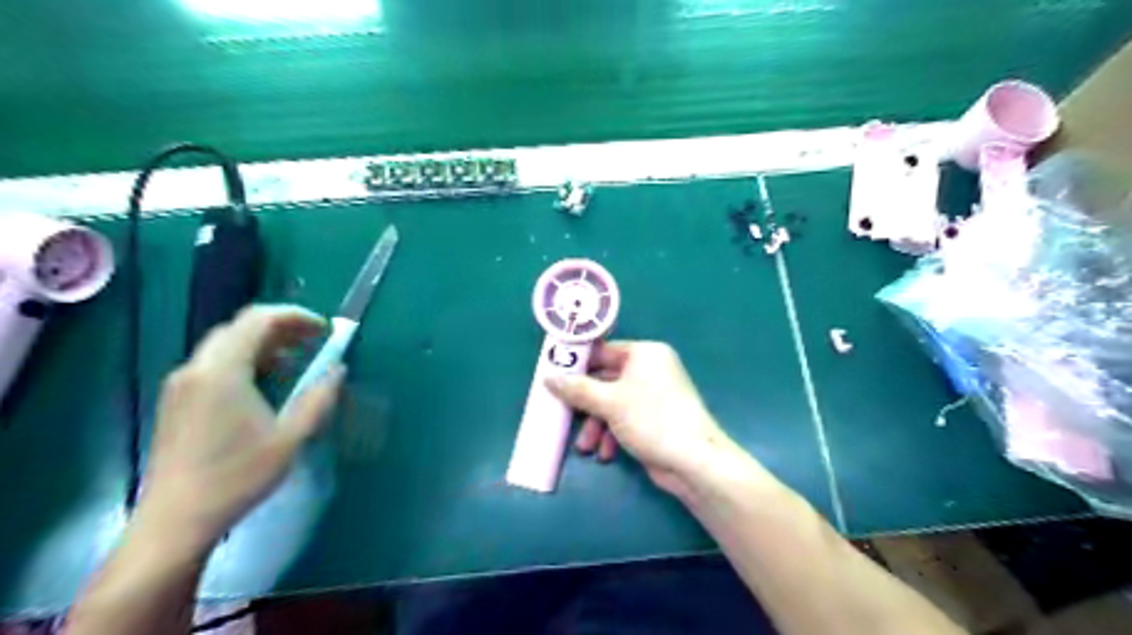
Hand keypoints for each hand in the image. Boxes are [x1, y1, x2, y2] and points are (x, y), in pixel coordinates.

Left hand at [135, 306, 341, 551]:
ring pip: (226, 344)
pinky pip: (215, 363)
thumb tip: (337, 369)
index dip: (296, 316)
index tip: (325, 329)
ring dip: (264, 343)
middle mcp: (197, 368)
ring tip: (297, 360)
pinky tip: (266, 382)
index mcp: (223, 371)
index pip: (258, 320)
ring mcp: (182, 384)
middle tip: (315, 341)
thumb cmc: (237, 476)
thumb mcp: (291, 437)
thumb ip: (318, 398)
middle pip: (240, 327)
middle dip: (281, 327)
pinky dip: (246, 359)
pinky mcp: (177, 400)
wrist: (176, 519)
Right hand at [546, 342, 734, 496]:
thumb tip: (549, 377)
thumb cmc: (650, 419)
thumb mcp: (608, 402)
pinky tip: (605, 454)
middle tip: (563, 414)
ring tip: (586, 447)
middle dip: (585, 404)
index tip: (553, 377)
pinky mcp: (654, 419)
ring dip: (596, 425)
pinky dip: (612, 434)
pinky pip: (624, 419)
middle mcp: (650, 370)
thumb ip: (577, 389)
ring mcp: (653, 395)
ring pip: (612, 403)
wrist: (693, 461)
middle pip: (605, 380)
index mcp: (644, 354)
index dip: (578, 365)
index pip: (603, 351)